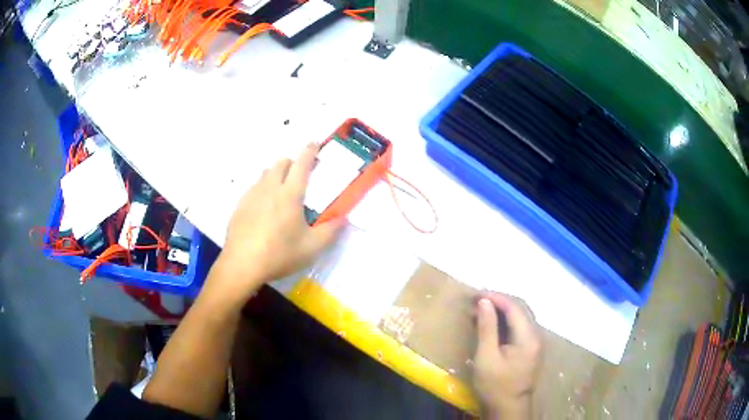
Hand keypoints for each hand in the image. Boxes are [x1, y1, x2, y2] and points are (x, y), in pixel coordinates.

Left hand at [208, 143, 344, 301]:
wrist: (242, 265)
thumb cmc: (279, 254)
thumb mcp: (312, 247)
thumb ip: (331, 231)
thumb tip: (344, 217)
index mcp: (290, 195)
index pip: (301, 164)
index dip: (309, 150)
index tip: (314, 142)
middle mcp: (269, 188)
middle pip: (280, 163)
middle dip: (292, 162)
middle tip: (299, 174)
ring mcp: (251, 195)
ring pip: (265, 173)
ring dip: (276, 174)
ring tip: (281, 190)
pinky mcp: (239, 206)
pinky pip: (253, 187)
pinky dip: (262, 188)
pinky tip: (263, 208)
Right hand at [472, 292, 542, 419]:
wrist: (509, 407)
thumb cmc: (495, 385)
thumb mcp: (486, 357)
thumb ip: (487, 328)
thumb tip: (484, 302)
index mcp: (528, 337)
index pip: (515, 307)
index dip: (496, 297)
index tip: (476, 294)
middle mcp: (537, 335)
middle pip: (521, 308)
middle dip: (500, 300)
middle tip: (478, 300)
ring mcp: (536, 341)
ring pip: (522, 315)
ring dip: (504, 309)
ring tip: (483, 308)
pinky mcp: (531, 347)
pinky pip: (521, 325)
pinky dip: (507, 319)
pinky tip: (494, 322)